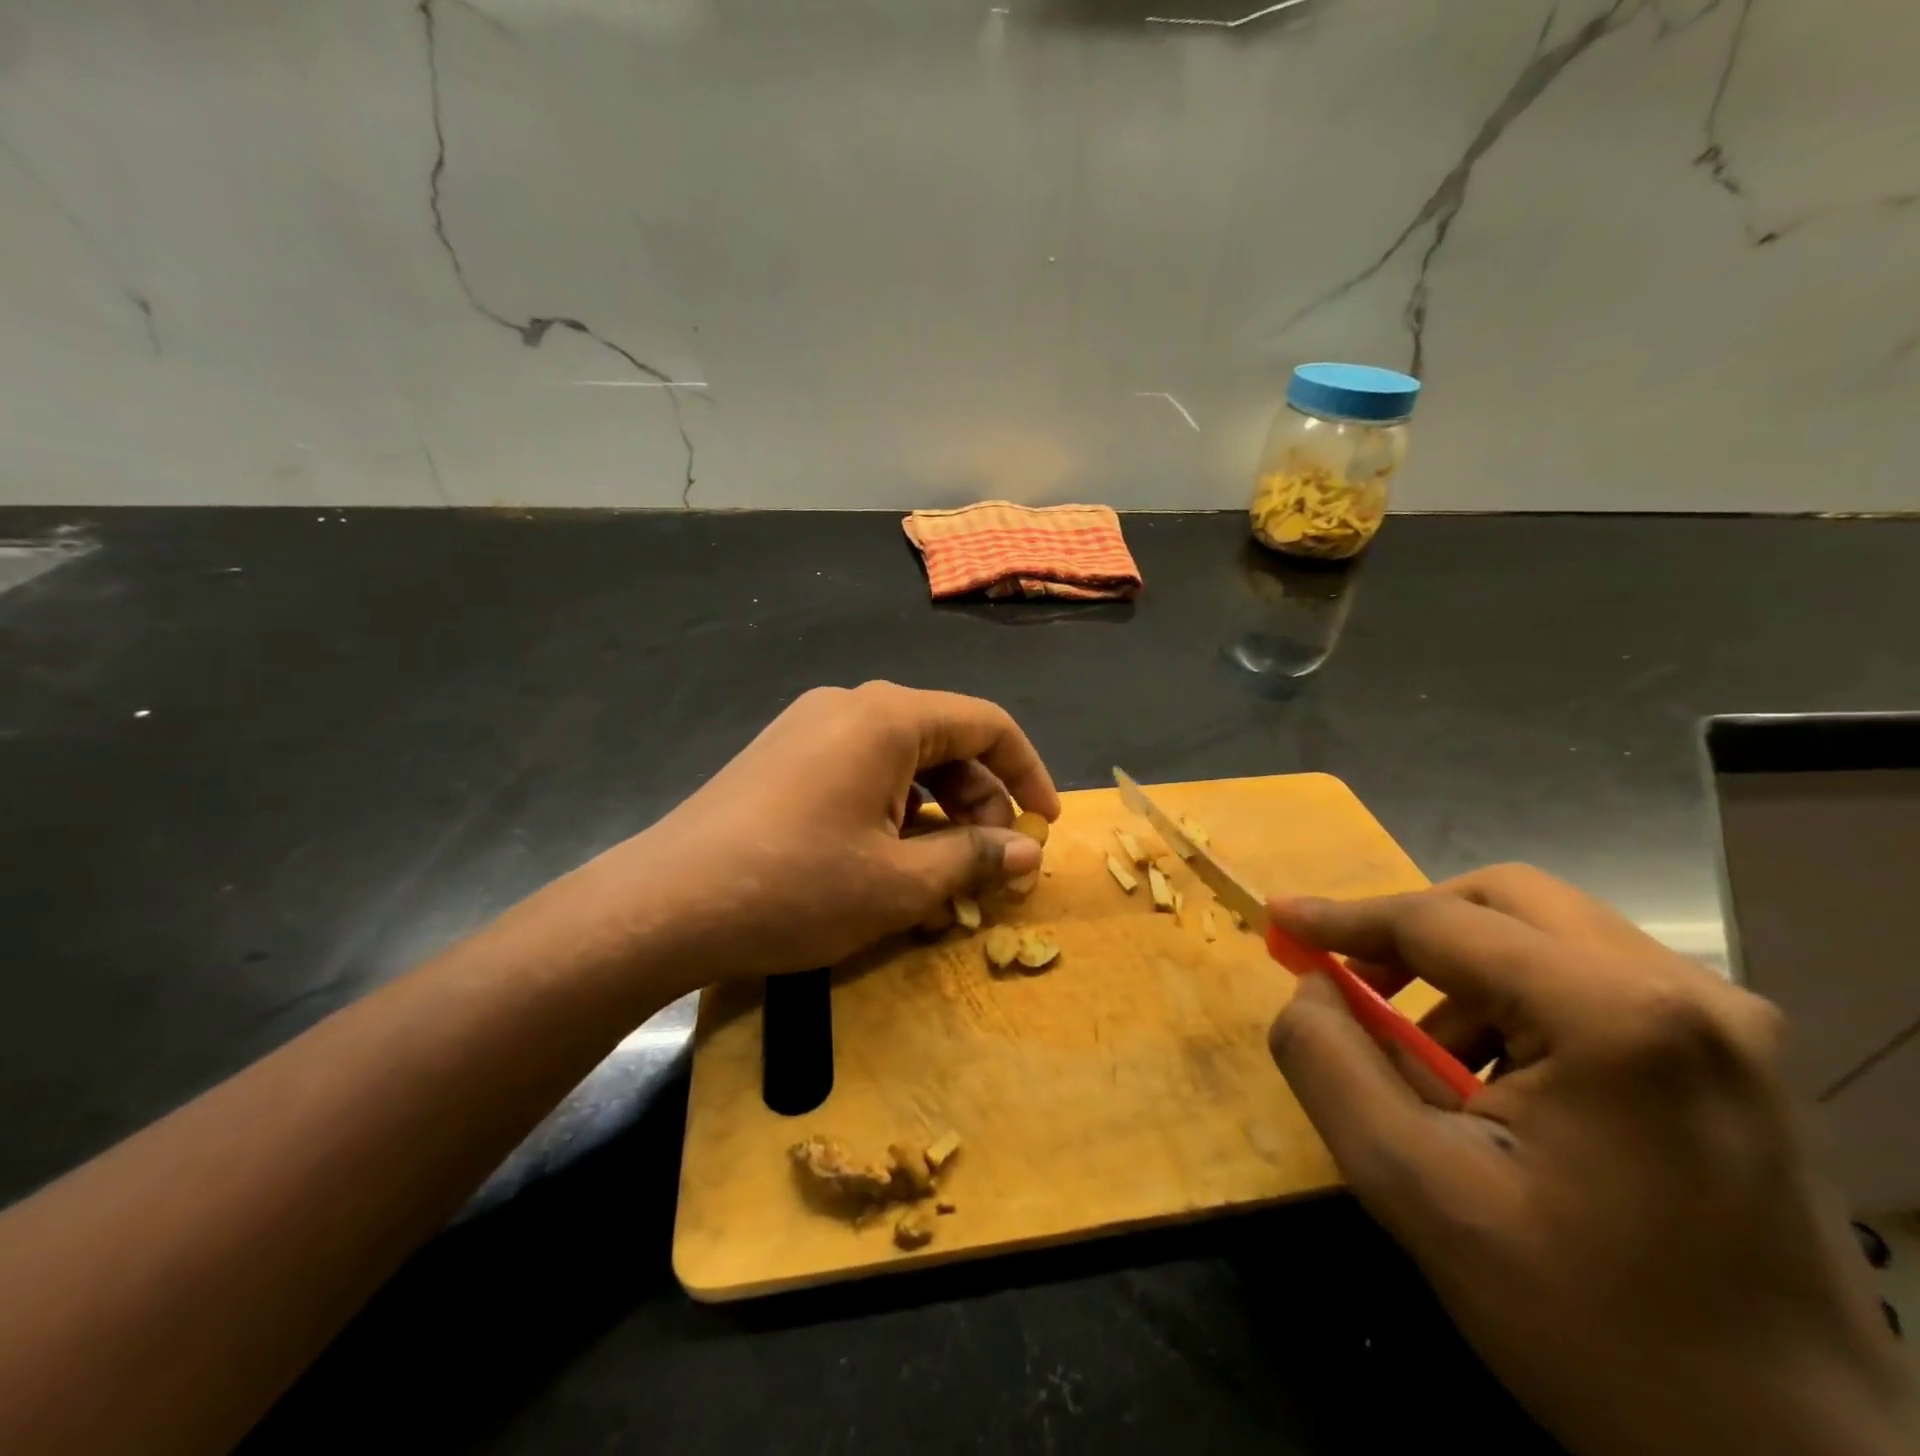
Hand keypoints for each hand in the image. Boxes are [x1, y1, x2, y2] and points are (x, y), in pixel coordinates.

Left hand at [557, 682, 1058, 990]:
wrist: (663, 907)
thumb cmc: (794, 888)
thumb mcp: (899, 884)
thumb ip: (973, 859)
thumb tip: (1026, 852)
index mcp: (886, 717)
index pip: (986, 725)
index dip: (1027, 773)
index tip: (1046, 825)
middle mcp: (849, 705)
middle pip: (943, 742)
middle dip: (979, 803)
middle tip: (990, 867)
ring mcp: (809, 728)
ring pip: (901, 761)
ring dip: (935, 814)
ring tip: (941, 878)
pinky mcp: (782, 757)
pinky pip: (860, 772)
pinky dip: (891, 812)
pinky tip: (887, 864)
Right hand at [1266, 865, 1915, 1455]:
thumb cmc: (1588, 1324)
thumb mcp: (1414, 1187)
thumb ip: (1328, 1061)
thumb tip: (1310, 986)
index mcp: (1618, 1014)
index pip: (1442, 922)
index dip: (1346, 917)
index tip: (1279, 916)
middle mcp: (1689, 992)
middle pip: (1507, 902)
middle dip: (1412, 931)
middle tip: (1354, 984)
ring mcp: (1728, 1025)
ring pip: (1548, 938)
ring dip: (1462, 976)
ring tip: (1425, 1063)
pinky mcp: (1736, 1062)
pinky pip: (1591, 984)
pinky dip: (1516, 1006)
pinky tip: (1499, 1090)